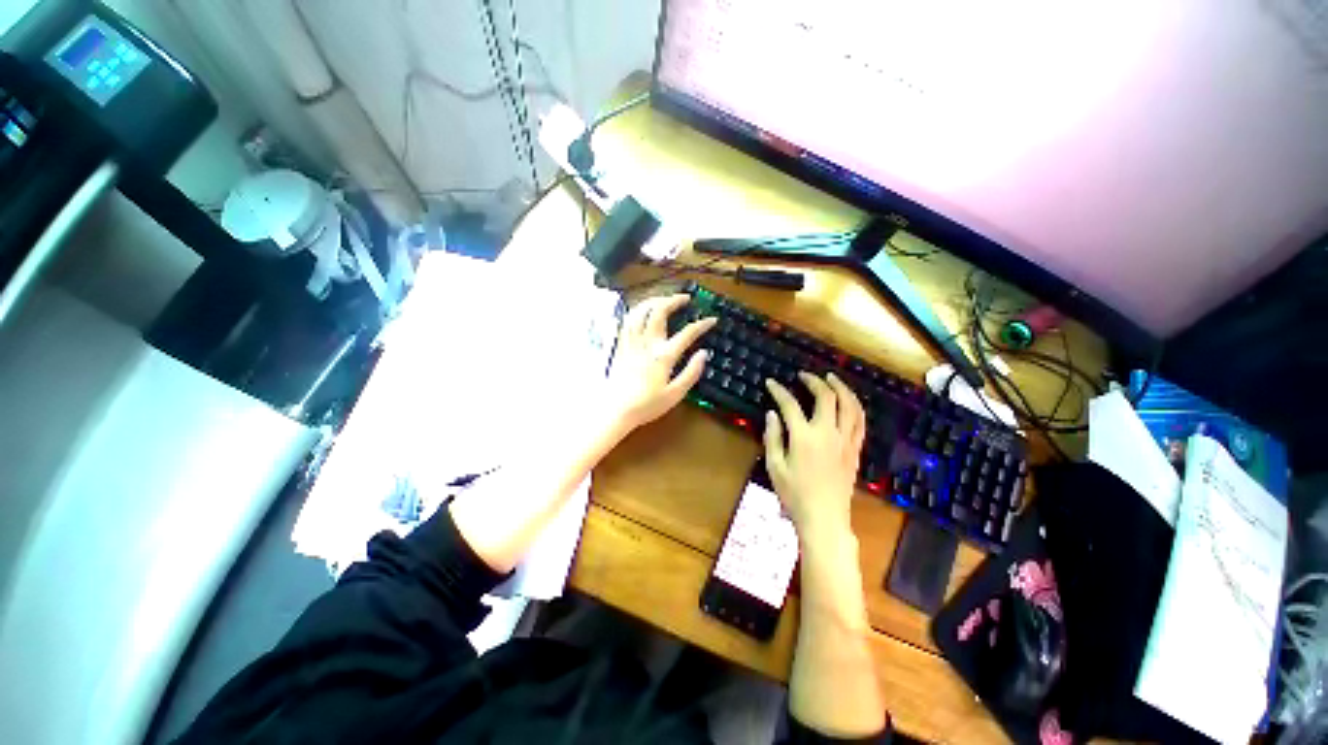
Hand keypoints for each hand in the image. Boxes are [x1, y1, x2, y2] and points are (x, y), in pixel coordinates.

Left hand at [604, 294, 715, 432]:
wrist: (616, 410)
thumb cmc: (647, 405)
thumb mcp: (675, 394)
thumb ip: (691, 372)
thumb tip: (703, 353)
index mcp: (663, 355)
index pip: (687, 333)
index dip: (702, 324)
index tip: (712, 320)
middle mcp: (647, 343)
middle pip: (659, 311)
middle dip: (674, 300)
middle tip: (685, 298)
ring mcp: (631, 342)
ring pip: (640, 310)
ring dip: (654, 300)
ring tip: (664, 299)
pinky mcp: (620, 345)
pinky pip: (627, 320)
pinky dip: (636, 310)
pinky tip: (642, 311)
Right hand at [763, 372, 865, 541]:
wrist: (824, 518)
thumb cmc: (794, 494)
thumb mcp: (775, 466)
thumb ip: (773, 437)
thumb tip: (772, 414)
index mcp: (804, 437)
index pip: (790, 405)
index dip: (779, 391)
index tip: (770, 383)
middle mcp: (828, 433)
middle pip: (826, 397)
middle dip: (814, 381)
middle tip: (804, 376)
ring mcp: (845, 441)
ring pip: (849, 405)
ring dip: (841, 388)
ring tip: (831, 378)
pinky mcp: (855, 450)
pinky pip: (860, 422)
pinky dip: (855, 406)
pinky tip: (849, 401)